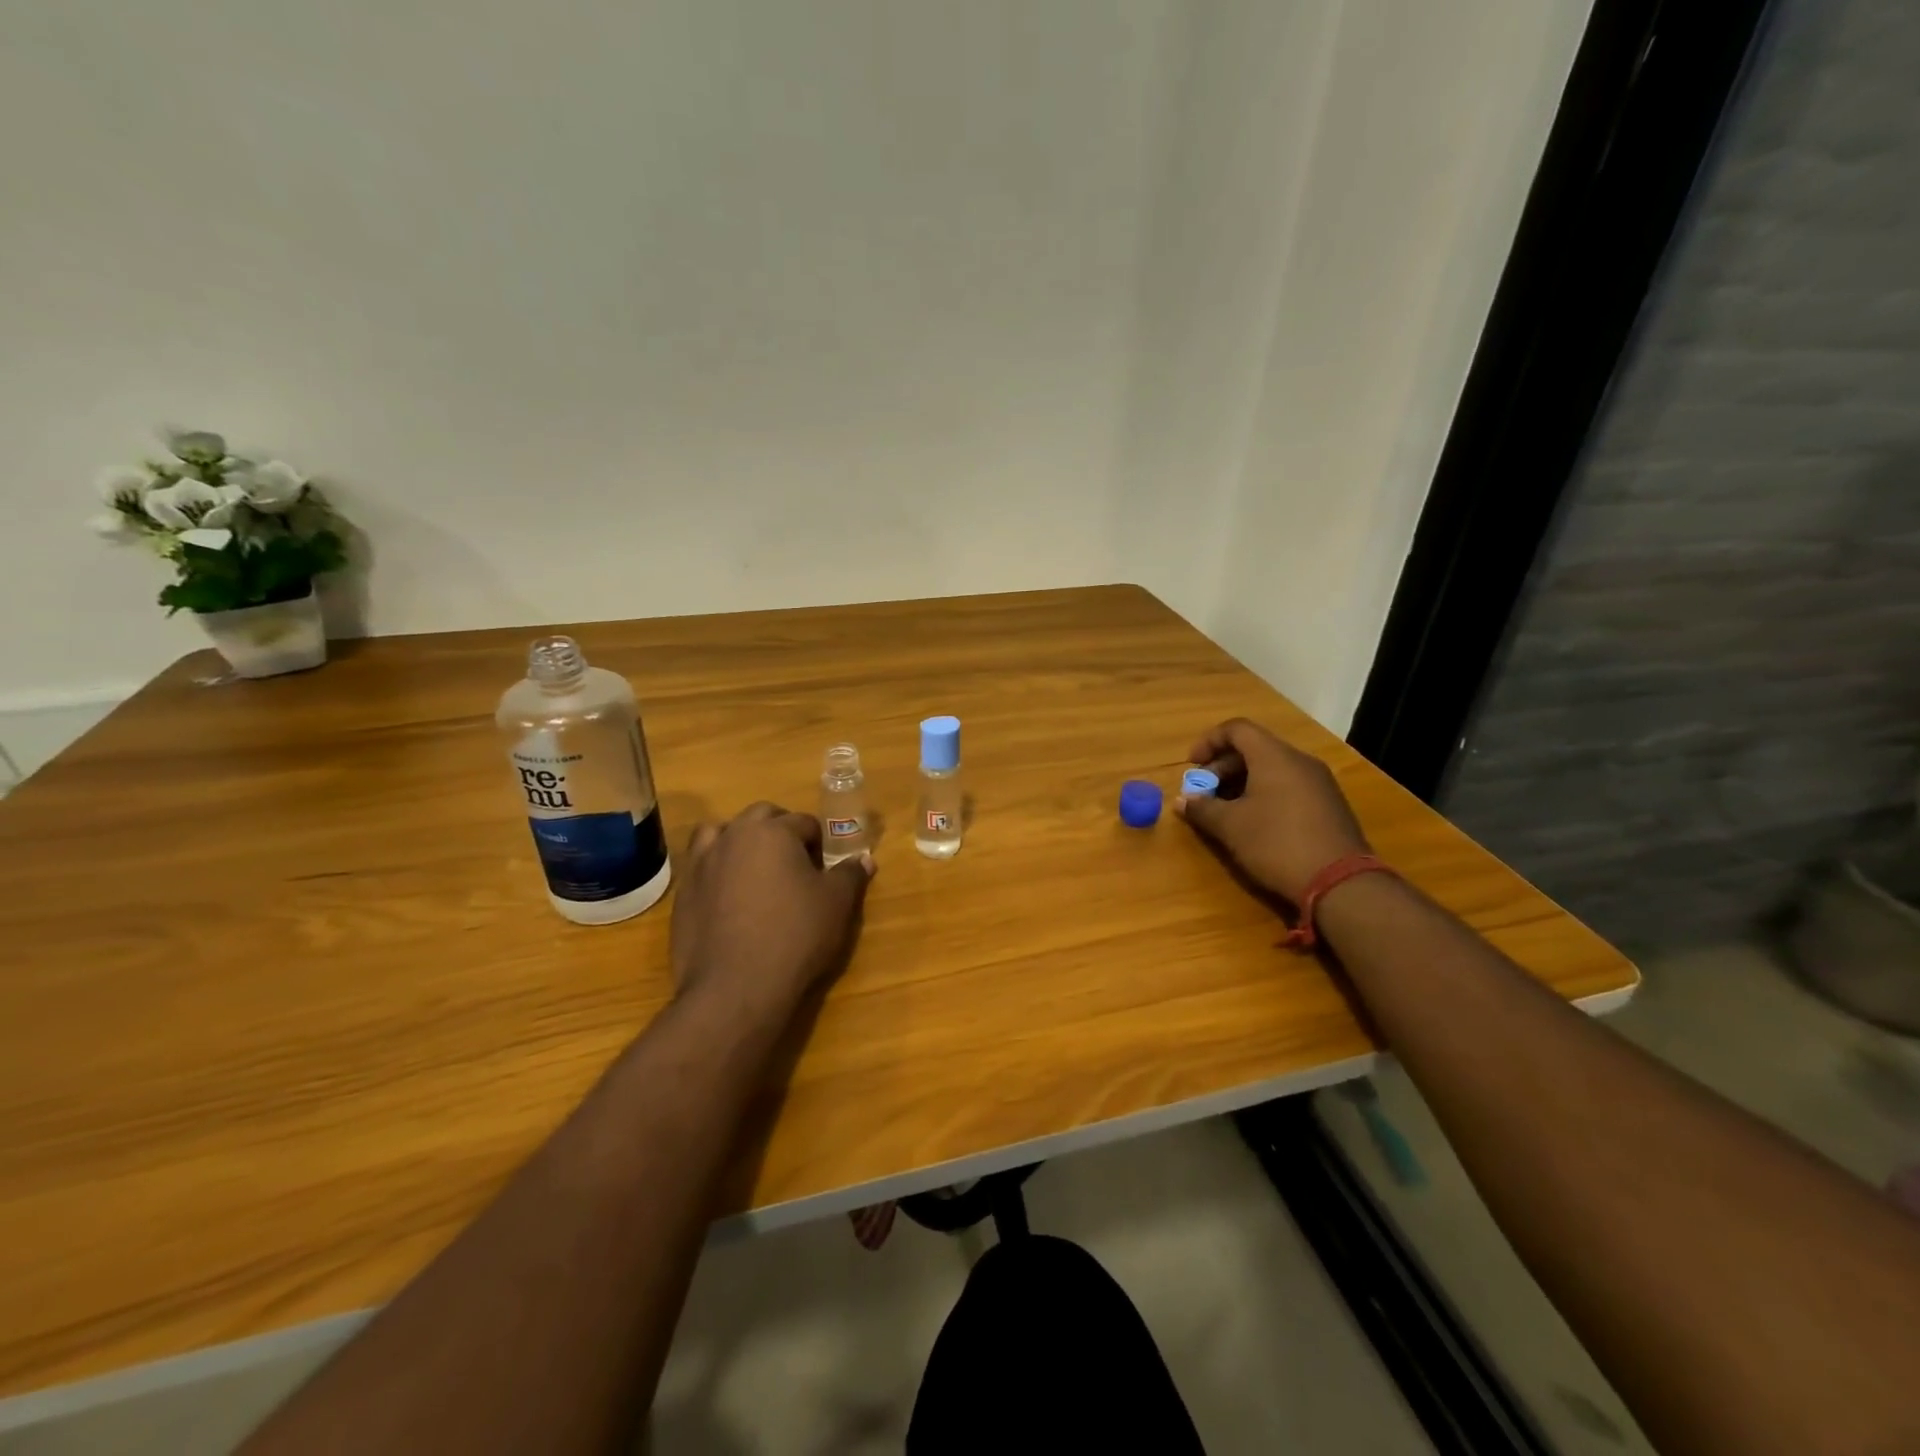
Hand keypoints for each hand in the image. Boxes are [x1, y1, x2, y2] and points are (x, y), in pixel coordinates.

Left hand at [670, 802, 873, 1012]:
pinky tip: (730, 899)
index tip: (825, 869)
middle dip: (780, 831)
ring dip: (740, 841)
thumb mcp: (836, 904)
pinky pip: (702, 868)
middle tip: (795, 865)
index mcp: (772, 832)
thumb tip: (863, 859)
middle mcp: (733, 837)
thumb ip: (850, 875)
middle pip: (761, 817)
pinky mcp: (683, 894)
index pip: (804, 822)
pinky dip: (717, 871)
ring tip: (756, 871)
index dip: (820, 844)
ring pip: (720, 834)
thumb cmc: (795, 936)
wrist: (735, 988)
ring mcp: (702, 864)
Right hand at [1175, 718, 1369, 903]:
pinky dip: (1265, 794)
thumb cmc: (1277, 844)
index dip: (1208, 741)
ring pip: (1272, 768)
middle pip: (1254, 748)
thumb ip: (1202, 808)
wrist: (1341, 883)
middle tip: (1204, 793)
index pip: (1237, 729)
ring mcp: (1319, 783)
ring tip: (1225, 810)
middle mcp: (1299, 761)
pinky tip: (1255, 822)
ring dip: (1242, 782)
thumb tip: (1183, 800)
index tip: (1191, 766)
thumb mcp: (1231, 827)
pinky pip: (1289, 786)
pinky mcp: (1329, 805)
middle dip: (1222, 767)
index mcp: (1274, 757)